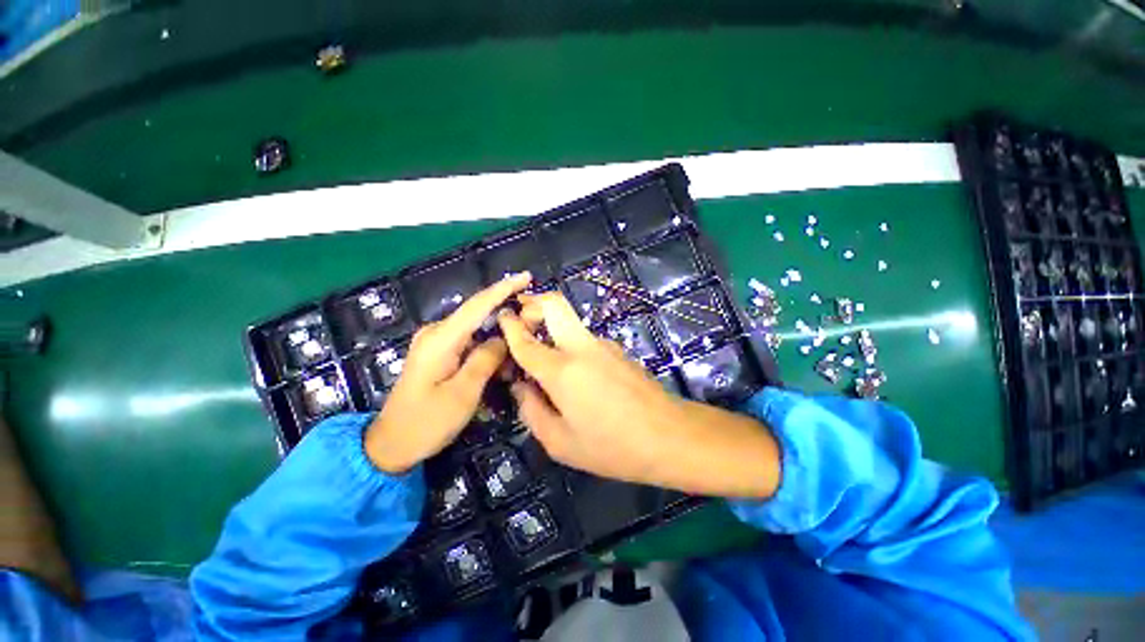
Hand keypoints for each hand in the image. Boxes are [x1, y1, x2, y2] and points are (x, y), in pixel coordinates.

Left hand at [365, 272, 531, 473]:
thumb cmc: (426, 422)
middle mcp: (436, 333)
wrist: (390, 445)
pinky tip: (501, 361)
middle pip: (478, 314)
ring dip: (498, 336)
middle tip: (534, 323)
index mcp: (441, 339)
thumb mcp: (463, 394)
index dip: (503, 289)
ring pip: (476, 329)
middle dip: (506, 314)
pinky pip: (469, 341)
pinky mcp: (438, 352)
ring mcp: (435, 342)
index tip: (526, 277)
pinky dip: (487, 347)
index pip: (477, 305)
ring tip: (520, 349)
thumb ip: (485, 360)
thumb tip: (502, 338)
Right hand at [498, 292, 780, 497]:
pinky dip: (570, 346)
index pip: (526, 339)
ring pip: (570, 322)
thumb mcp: (561, 442)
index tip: (501, 316)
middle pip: (555, 304)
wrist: (669, 435)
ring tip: (544, 360)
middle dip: (533, 303)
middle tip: (521, 318)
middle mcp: (581, 347)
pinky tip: (576, 377)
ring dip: (552, 328)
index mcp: (562, 370)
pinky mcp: (617, 350)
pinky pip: (585, 340)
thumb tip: (521, 388)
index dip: (509, 325)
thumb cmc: (612, 446)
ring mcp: (603, 345)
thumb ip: (532, 412)